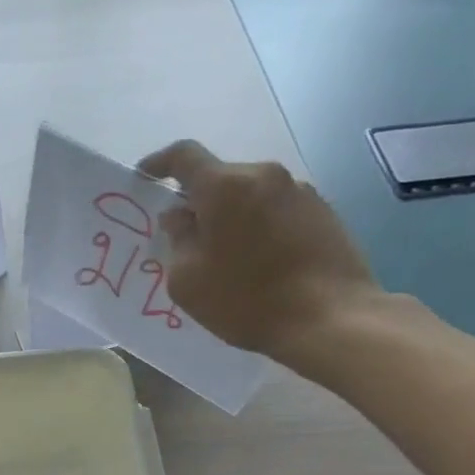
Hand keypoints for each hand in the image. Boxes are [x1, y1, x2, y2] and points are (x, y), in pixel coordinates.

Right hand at [136, 140, 382, 367]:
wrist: (330, 318)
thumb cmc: (245, 300)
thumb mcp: (188, 280)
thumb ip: (177, 239)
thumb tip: (180, 217)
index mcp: (225, 186)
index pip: (183, 156)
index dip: (159, 163)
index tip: (145, 177)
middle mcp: (263, 176)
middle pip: (219, 178)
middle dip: (198, 202)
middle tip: (186, 238)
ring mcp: (299, 191)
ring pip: (249, 195)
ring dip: (231, 216)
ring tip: (226, 257)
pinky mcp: (323, 211)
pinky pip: (275, 210)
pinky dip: (258, 227)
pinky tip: (258, 263)